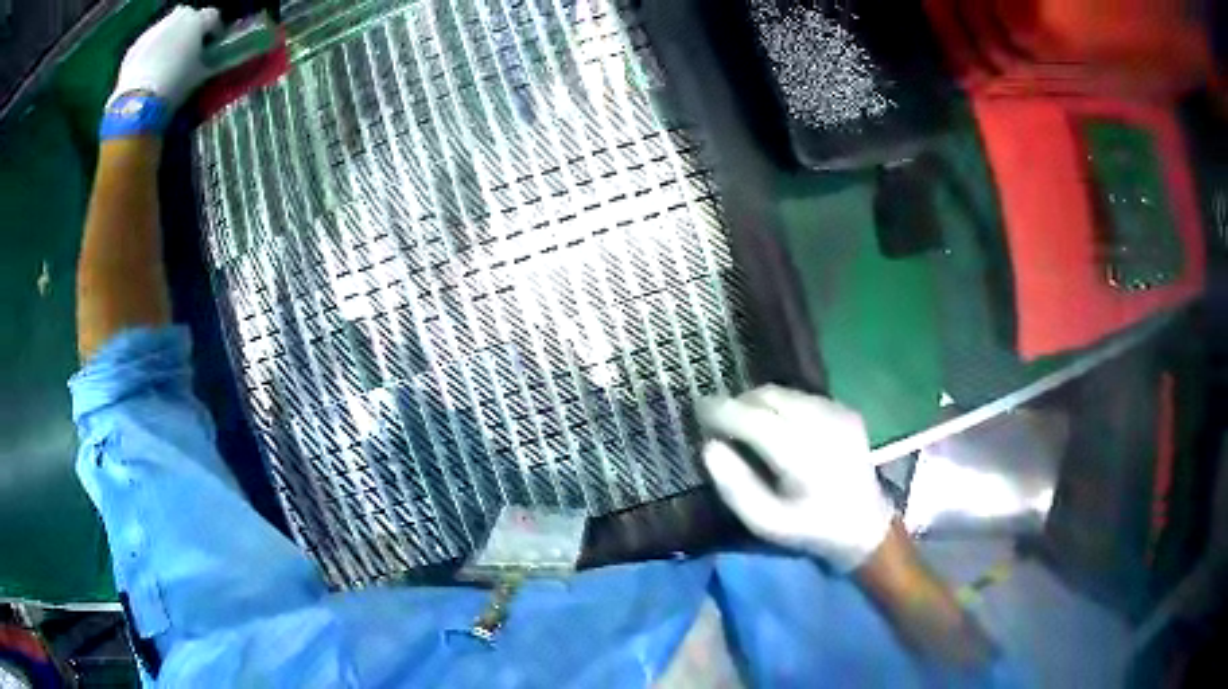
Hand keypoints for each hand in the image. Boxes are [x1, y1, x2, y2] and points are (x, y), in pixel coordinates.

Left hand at [110, 5, 222, 109]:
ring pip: (166, 27)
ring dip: (169, 38)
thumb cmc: (174, 87)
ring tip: (165, 60)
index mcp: (196, 21)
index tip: (213, 45)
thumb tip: (215, 61)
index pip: (213, 17)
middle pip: (187, 16)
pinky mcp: (134, 47)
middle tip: (187, 50)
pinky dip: (150, 51)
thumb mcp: (199, 76)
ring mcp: (153, 30)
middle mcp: (176, 18)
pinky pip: (147, 43)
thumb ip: (209, 62)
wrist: (137, 104)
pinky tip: (149, 69)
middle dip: (189, 29)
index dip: (214, 30)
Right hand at [697, 386, 893, 570]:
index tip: (698, 409)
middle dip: (738, 403)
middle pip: (769, 396)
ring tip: (744, 421)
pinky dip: (781, 404)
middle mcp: (823, 424)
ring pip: (785, 392)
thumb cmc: (810, 528)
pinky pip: (802, 396)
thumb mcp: (765, 522)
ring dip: (758, 402)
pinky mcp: (846, 410)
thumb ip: (734, 486)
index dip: (722, 410)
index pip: (754, 418)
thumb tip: (710, 447)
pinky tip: (776, 425)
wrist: (864, 524)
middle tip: (719, 419)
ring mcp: (838, 413)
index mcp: (802, 456)